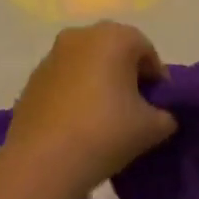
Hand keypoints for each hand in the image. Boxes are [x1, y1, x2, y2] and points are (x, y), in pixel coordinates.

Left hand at [6, 22, 176, 198]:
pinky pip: (64, 80)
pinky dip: (75, 93)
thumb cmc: (105, 133)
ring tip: (104, 119)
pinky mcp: (33, 79)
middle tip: (134, 110)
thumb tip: (161, 116)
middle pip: (115, 51)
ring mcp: (53, 55)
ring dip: (98, 82)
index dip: (157, 80)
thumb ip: (165, 116)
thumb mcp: (152, 128)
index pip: (147, 52)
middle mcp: (82, 35)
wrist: (43, 162)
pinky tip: (78, 124)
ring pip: (87, 63)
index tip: (159, 107)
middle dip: (127, 76)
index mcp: (115, 37)